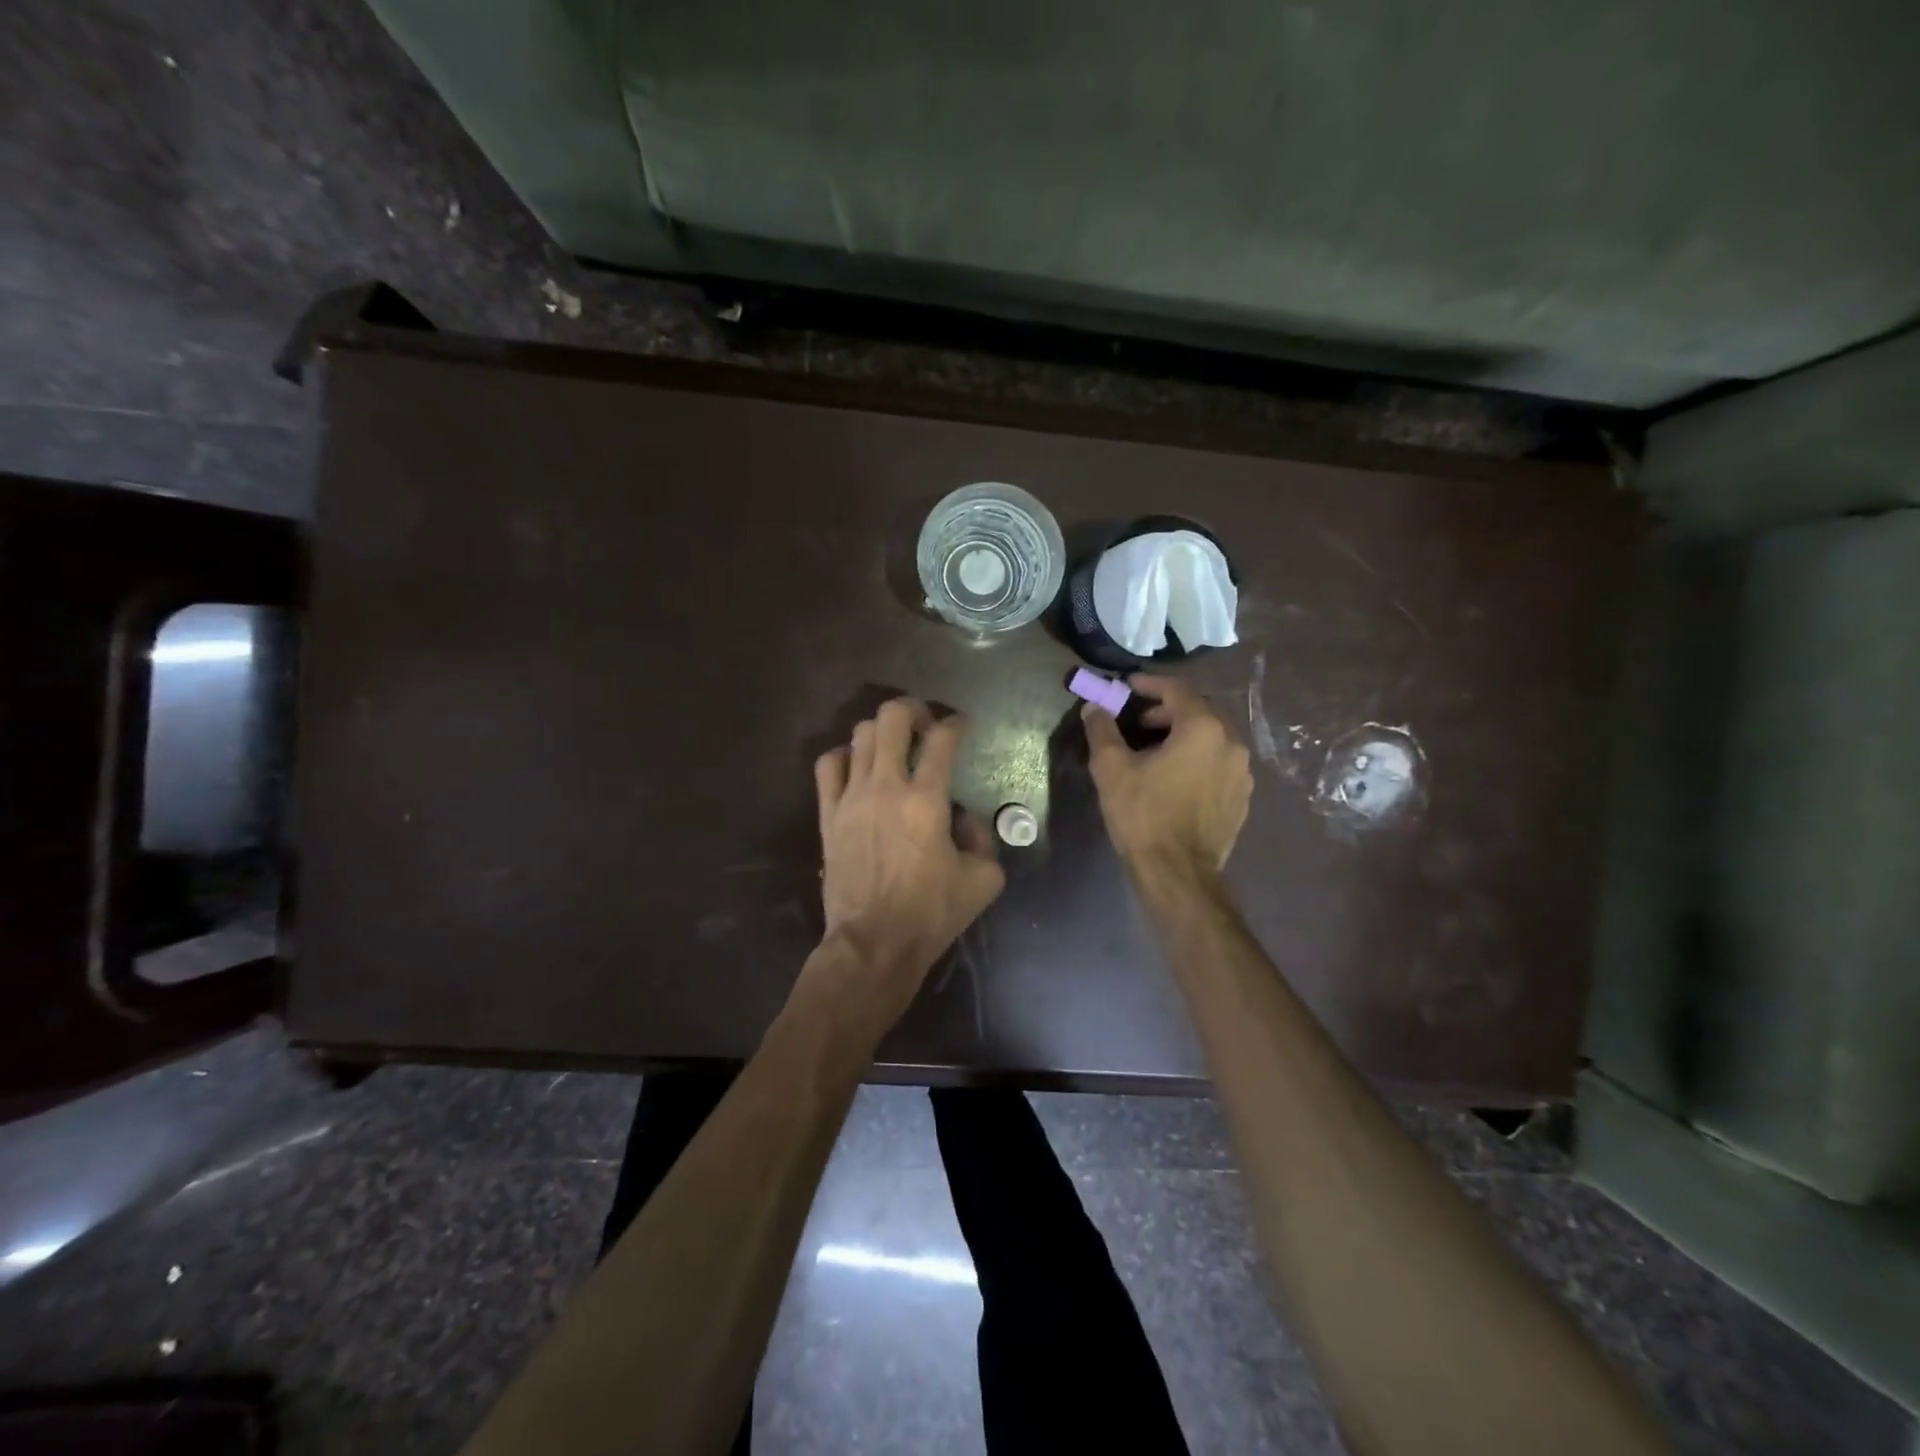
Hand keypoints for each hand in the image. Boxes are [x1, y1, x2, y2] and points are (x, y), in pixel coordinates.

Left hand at [813, 699, 1005, 1004]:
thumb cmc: (930, 913)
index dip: (956, 723)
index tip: (962, 726)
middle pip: (892, 718)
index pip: (943, 738)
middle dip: (913, 710)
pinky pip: (827, 766)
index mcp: (927, 800)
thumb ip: (984, 839)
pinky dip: (843, 756)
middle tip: (924, 726)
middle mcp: (887, 787)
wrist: (873, 943)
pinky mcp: (828, 814)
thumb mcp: (983, 880)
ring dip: (881, 732)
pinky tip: (856, 767)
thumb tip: (965, 819)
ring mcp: (851, 798)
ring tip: (893, 746)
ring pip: (859, 735)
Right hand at [1083, 674, 1252, 873]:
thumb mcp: (1112, 770)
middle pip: (1199, 712)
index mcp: (1203, 729)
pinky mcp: (1242, 797)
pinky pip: (1219, 763)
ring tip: (1155, 751)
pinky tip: (1176, 778)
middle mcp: (1231, 743)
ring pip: (1211, 738)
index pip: (1178, 690)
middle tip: (1138, 722)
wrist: (1178, 873)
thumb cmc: (1144, 815)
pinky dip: (1198, 759)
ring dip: (1183, 735)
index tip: (1127, 686)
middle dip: (1167, 711)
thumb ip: (1102, 731)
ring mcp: (1242, 772)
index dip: (1150, 684)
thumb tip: (1093, 707)